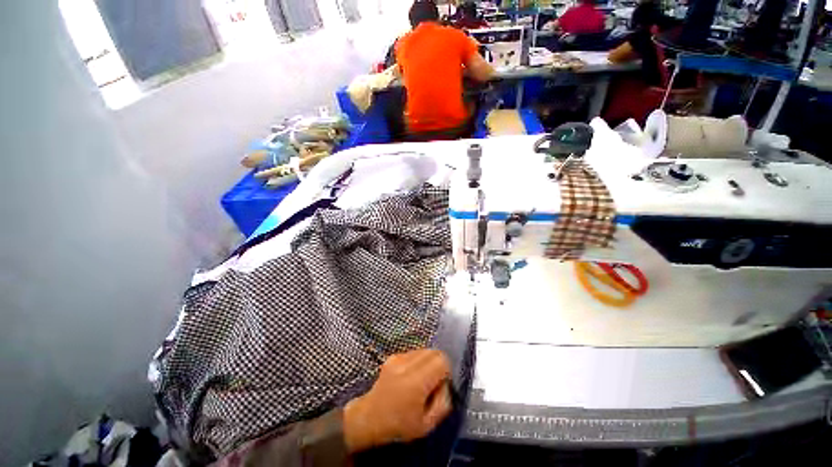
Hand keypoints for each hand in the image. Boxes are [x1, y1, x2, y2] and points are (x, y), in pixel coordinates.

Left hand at [343, 349, 451, 452]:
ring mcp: (398, 357)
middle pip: (434, 352)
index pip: (441, 360)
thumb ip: (443, 403)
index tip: (440, 386)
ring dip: (428, 362)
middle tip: (433, 383)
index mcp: (416, 381)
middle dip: (439, 365)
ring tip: (420, 380)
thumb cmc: (399, 425)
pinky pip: (414, 352)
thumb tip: (446, 384)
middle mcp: (407, 364)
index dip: (446, 372)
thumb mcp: (427, 424)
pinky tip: (410, 376)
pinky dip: (418, 361)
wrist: (369, 417)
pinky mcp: (393, 355)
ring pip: (424, 350)